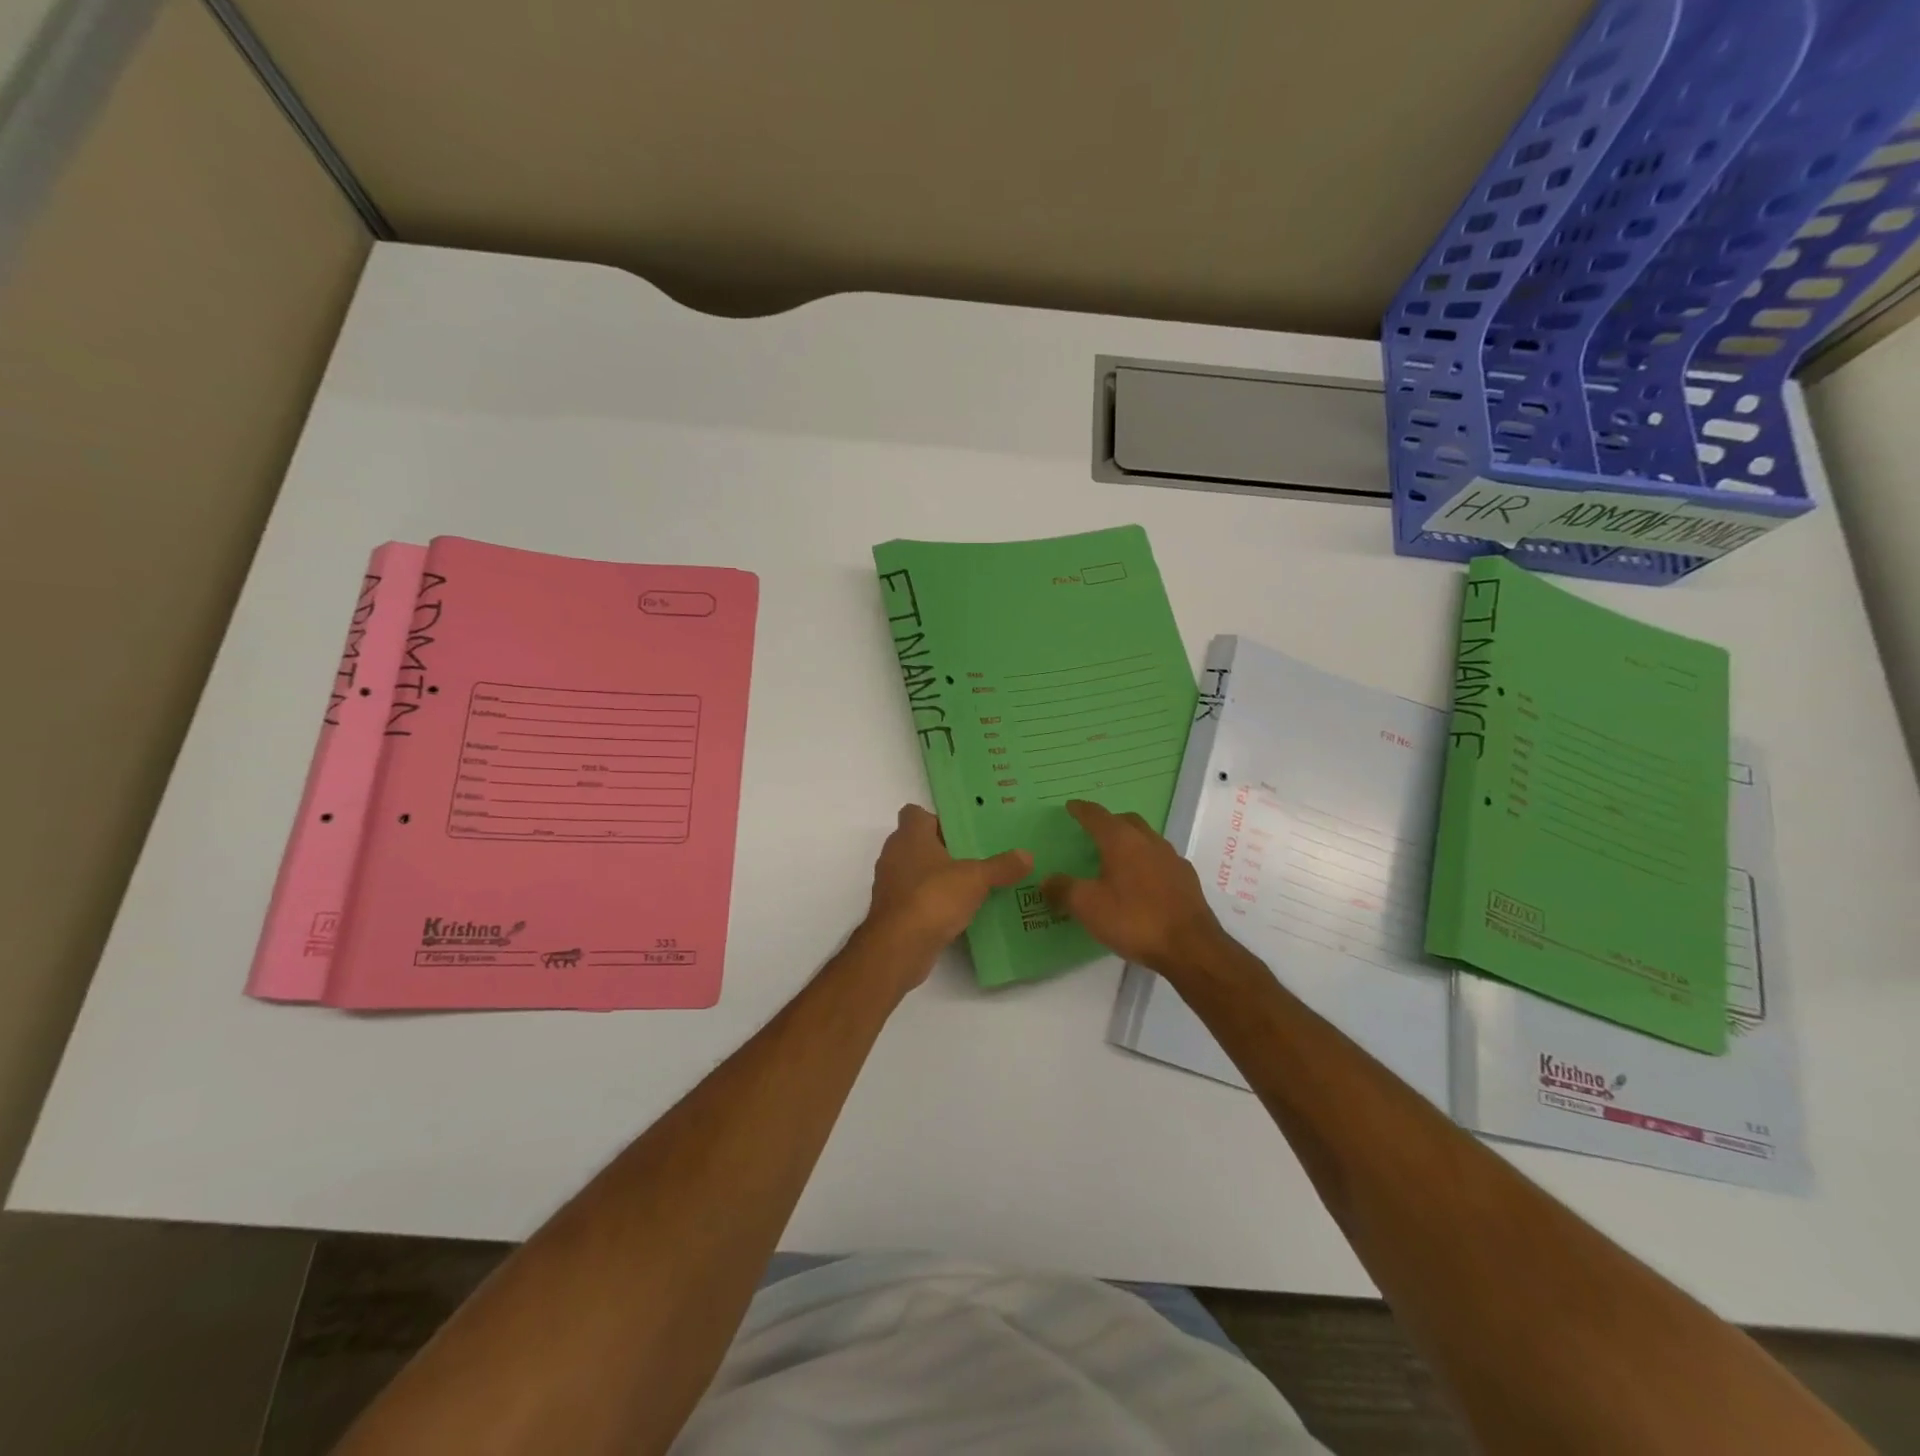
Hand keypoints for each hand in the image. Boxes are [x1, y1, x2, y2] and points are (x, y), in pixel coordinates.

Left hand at [860, 805, 1031, 985]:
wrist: (899, 947)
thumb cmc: (933, 897)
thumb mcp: (976, 879)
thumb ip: (1001, 866)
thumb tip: (1027, 855)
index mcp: (910, 836)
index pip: (915, 813)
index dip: (937, 819)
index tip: (963, 831)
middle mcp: (894, 855)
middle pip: (918, 843)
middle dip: (944, 849)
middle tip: (977, 856)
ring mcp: (890, 885)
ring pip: (916, 872)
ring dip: (938, 877)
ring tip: (972, 884)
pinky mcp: (893, 912)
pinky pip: (916, 898)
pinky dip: (933, 902)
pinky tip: (959, 912)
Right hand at [1042, 799, 1225, 972]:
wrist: (1191, 947)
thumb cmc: (1134, 920)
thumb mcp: (1088, 907)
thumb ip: (1063, 890)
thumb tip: (1046, 880)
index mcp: (1122, 841)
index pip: (1097, 815)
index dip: (1081, 810)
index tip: (1070, 807)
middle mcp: (1148, 841)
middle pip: (1126, 821)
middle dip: (1109, 822)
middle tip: (1093, 833)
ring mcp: (1172, 859)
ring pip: (1147, 839)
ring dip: (1130, 842)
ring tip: (1116, 859)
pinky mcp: (1187, 879)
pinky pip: (1161, 860)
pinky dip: (1147, 863)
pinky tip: (1142, 883)